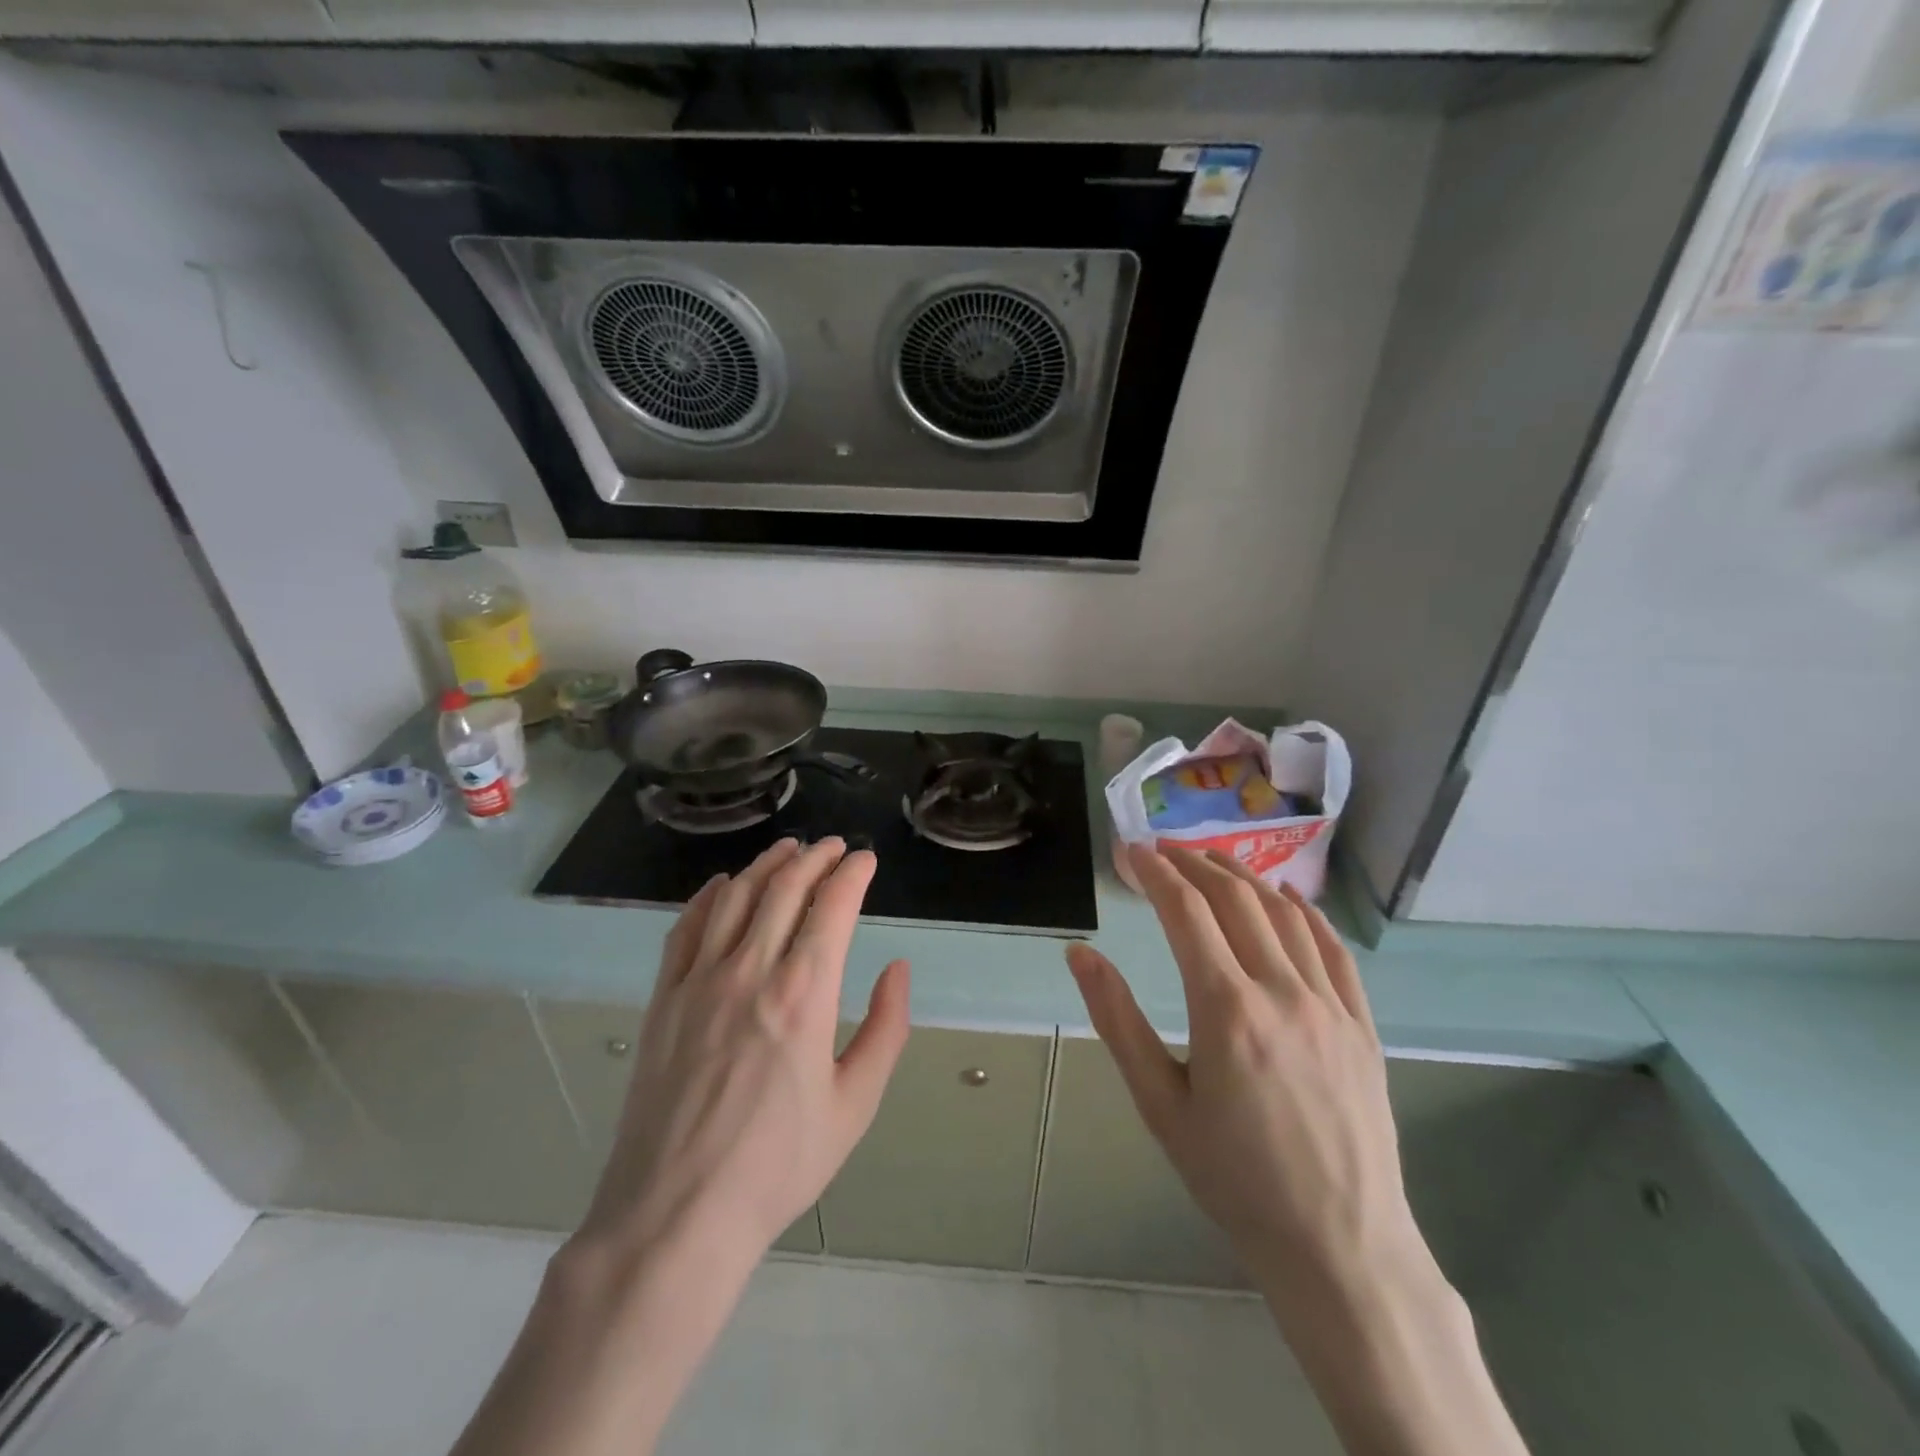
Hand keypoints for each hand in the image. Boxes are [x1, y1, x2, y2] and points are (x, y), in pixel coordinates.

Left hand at [576, 836, 911, 1264]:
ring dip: (766, 865)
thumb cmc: (777, 1165)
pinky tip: (723, 885)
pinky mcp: (664, 999)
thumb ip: (885, 1029)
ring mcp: (699, 981)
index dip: (852, 873)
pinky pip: (686, 928)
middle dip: (814, 857)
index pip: (832, 906)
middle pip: (784, 888)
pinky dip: (709, 896)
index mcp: (804, 994)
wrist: (675, 1214)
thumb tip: (898, 969)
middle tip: (833, 847)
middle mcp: (750, 971)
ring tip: (788, 850)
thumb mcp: (855, 1106)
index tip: (865, 860)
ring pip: (735, 897)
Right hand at [1066, 844, 1428, 1304]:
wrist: (1340, 1247)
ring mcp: (1330, 1005)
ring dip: (1243, 877)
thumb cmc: (1234, 1179)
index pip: (1186, 912)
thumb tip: (1080, 953)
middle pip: (1235, 899)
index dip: (1155, 873)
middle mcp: (1282, 992)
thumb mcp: (1159, 1104)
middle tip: (1163, 848)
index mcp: (1227, 1010)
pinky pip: (1332, 949)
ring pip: (1283, 914)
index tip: (1132, 851)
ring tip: (1211, 860)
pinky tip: (1287, 897)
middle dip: (1194, 863)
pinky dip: (1304, 912)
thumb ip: (1118, 1020)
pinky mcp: (1361, 1024)